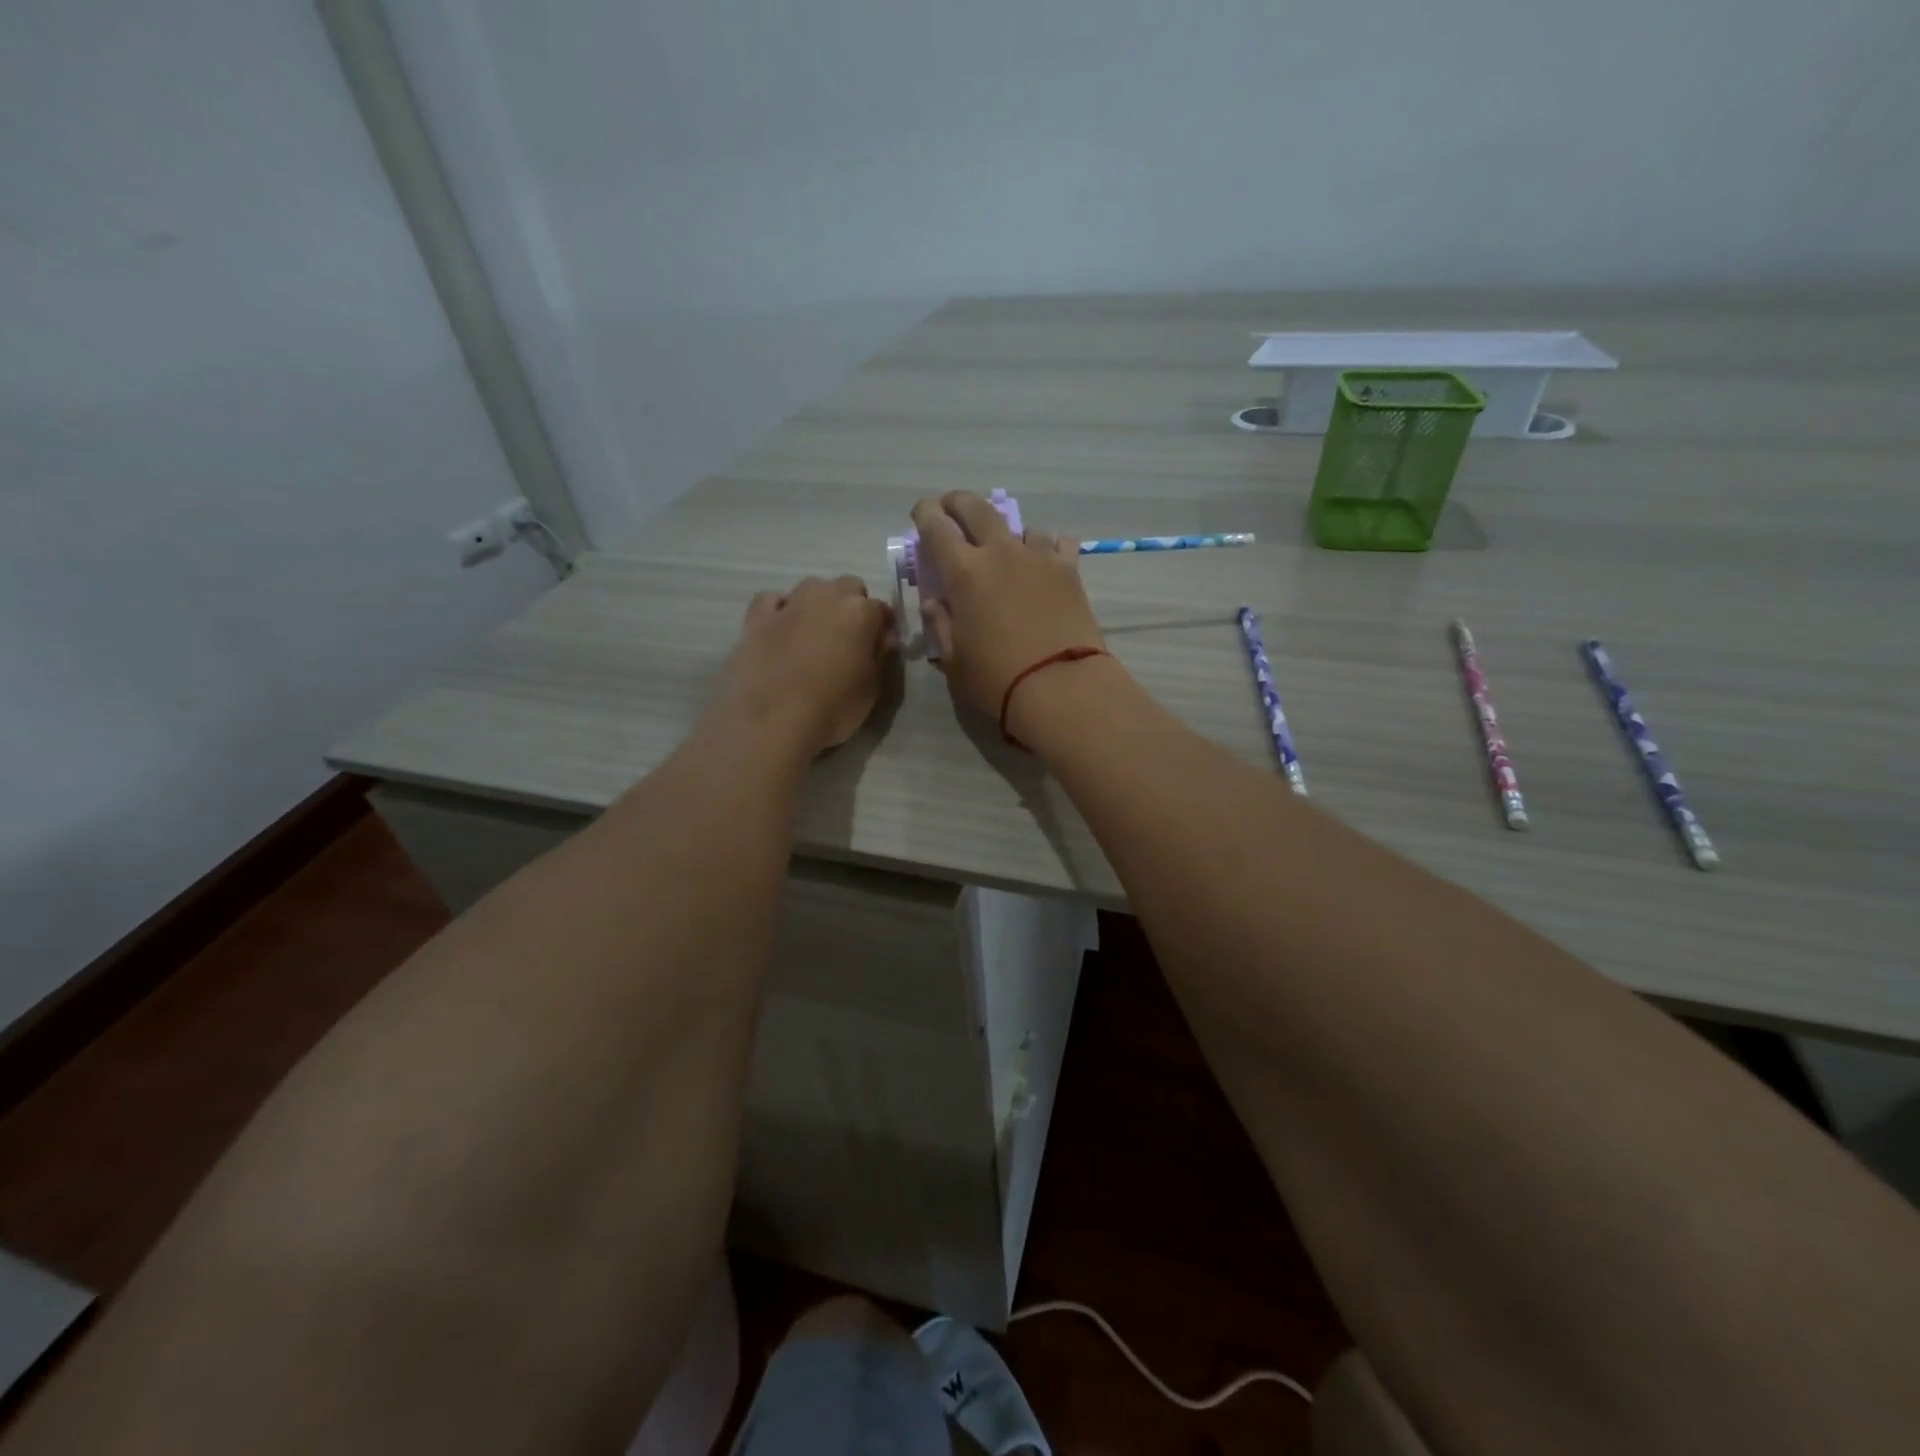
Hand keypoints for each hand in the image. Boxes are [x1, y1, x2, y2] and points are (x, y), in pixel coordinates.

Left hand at [712, 576, 896, 755]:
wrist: (774, 721)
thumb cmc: (833, 708)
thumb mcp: (871, 688)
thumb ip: (879, 655)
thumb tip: (883, 637)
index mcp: (860, 612)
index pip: (881, 609)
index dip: (881, 628)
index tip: (878, 647)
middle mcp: (826, 596)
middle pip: (847, 587)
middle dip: (851, 606)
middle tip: (847, 639)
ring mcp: (789, 604)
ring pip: (811, 587)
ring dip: (818, 603)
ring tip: (813, 633)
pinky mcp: (757, 618)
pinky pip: (771, 600)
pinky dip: (779, 608)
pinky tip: (781, 627)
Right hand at [910, 492, 1105, 731]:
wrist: (1061, 686)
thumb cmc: (996, 679)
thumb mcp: (953, 661)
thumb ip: (940, 625)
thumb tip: (935, 602)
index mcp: (964, 572)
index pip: (936, 528)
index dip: (925, 514)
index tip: (921, 513)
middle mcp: (1000, 553)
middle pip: (977, 509)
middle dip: (959, 502)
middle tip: (953, 507)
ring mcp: (1039, 558)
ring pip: (1022, 527)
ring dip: (1009, 533)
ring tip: (1009, 548)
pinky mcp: (1070, 571)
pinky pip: (1059, 544)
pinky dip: (1050, 547)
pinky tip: (1049, 560)